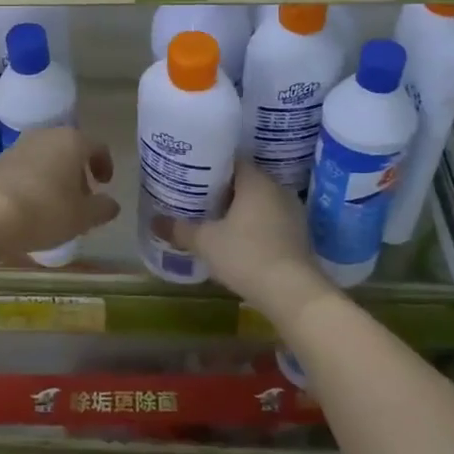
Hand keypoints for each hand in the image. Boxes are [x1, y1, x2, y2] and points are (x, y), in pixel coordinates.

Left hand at [0, 128, 118, 257]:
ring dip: (56, 177)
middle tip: (82, 199)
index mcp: (72, 141)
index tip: (105, 184)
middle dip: (79, 173)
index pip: (98, 147)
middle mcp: (46, 135)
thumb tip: (111, 204)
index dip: (105, 165)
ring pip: (47, 158)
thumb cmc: (45, 210)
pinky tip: (32, 206)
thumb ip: (103, 208)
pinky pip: (26, 168)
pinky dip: (35, 182)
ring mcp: (19, 146)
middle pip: (70, 150)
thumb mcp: (82, 217)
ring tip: (56, 206)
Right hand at [160, 163, 331, 321]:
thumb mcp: (206, 242)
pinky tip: (239, 240)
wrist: (293, 293)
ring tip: (215, 219)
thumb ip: (180, 230)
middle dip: (224, 190)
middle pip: (246, 181)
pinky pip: (271, 220)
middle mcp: (277, 189)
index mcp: (256, 181)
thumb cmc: (246, 255)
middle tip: (198, 198)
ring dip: (241, 209)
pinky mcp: (299, 235)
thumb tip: (154, 221)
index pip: (232, 161)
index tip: (193, 175)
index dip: (211, 166)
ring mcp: (292, 212)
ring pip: (260, 202)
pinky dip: (255, 225)